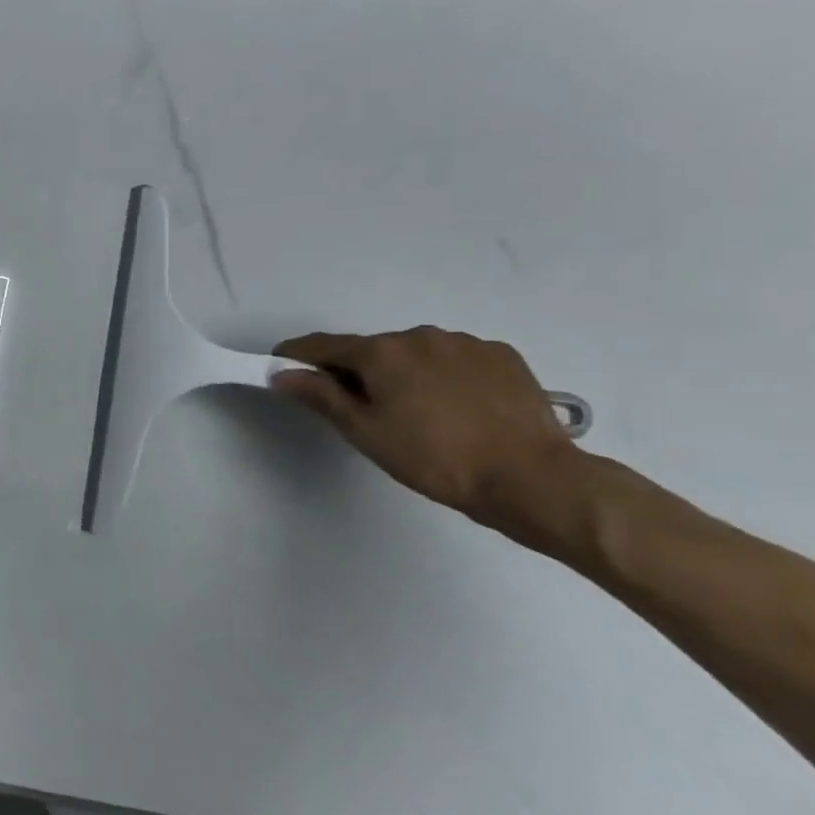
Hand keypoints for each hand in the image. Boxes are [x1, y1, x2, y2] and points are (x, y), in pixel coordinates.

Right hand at [270, 326, 579, 544]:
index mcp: (381, 351)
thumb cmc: (435, 459)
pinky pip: (455, 359)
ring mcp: (465, 343)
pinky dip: (443, 376)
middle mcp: (419, 335)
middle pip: (371, 350)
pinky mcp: (502, 356)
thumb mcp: (365, 432)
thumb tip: (282, 373)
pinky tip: (456, 408)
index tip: (282, 368)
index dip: (297, 356)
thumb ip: (320, 396)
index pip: (322, 345)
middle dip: (357, 371)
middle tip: (359, 408)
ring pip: (415, 353)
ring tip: (417, 412)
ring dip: (403, 373)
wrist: (533, 479)